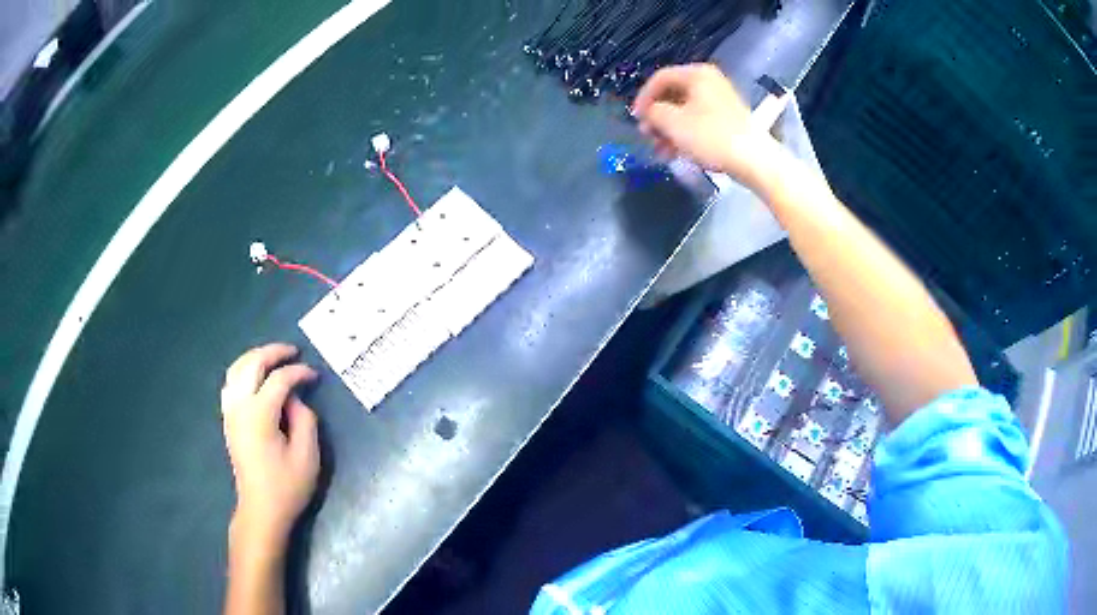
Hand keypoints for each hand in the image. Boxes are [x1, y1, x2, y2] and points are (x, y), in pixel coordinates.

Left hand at [221, 343, 319, 551]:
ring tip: (274, 358)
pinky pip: (231, 383)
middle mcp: (240, 406)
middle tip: (293, 351)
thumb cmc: (287, 486)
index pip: (279, 380)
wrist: (261, 509)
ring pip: (236, 369)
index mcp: (259, 414)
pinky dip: (243, 371)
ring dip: (255, 358)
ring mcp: (230, 412)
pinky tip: (255, 377)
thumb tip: (295, 399)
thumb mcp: (307, 455)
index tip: (315, 375)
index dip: (299, 372)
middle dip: (273, 352)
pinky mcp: (229, 420)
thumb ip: (304, 419)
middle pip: (252, 364)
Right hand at [633, 63, 780, 191]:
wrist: (754, 160)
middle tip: (648, 135)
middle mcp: (709, 81)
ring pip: (685, 110)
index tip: (635, 118)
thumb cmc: (711, 136)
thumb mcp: (673, 123)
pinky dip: (685, 134)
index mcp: (697, 74)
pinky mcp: (728, 119)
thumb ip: (653, 112)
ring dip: (669, 129)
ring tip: (661, 149)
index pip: (660, 78)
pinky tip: (677, 152)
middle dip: (657, 116)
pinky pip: (698, 121)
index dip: (643, 97)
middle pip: (673, 94)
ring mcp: (720, 100)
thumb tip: (649, 112)